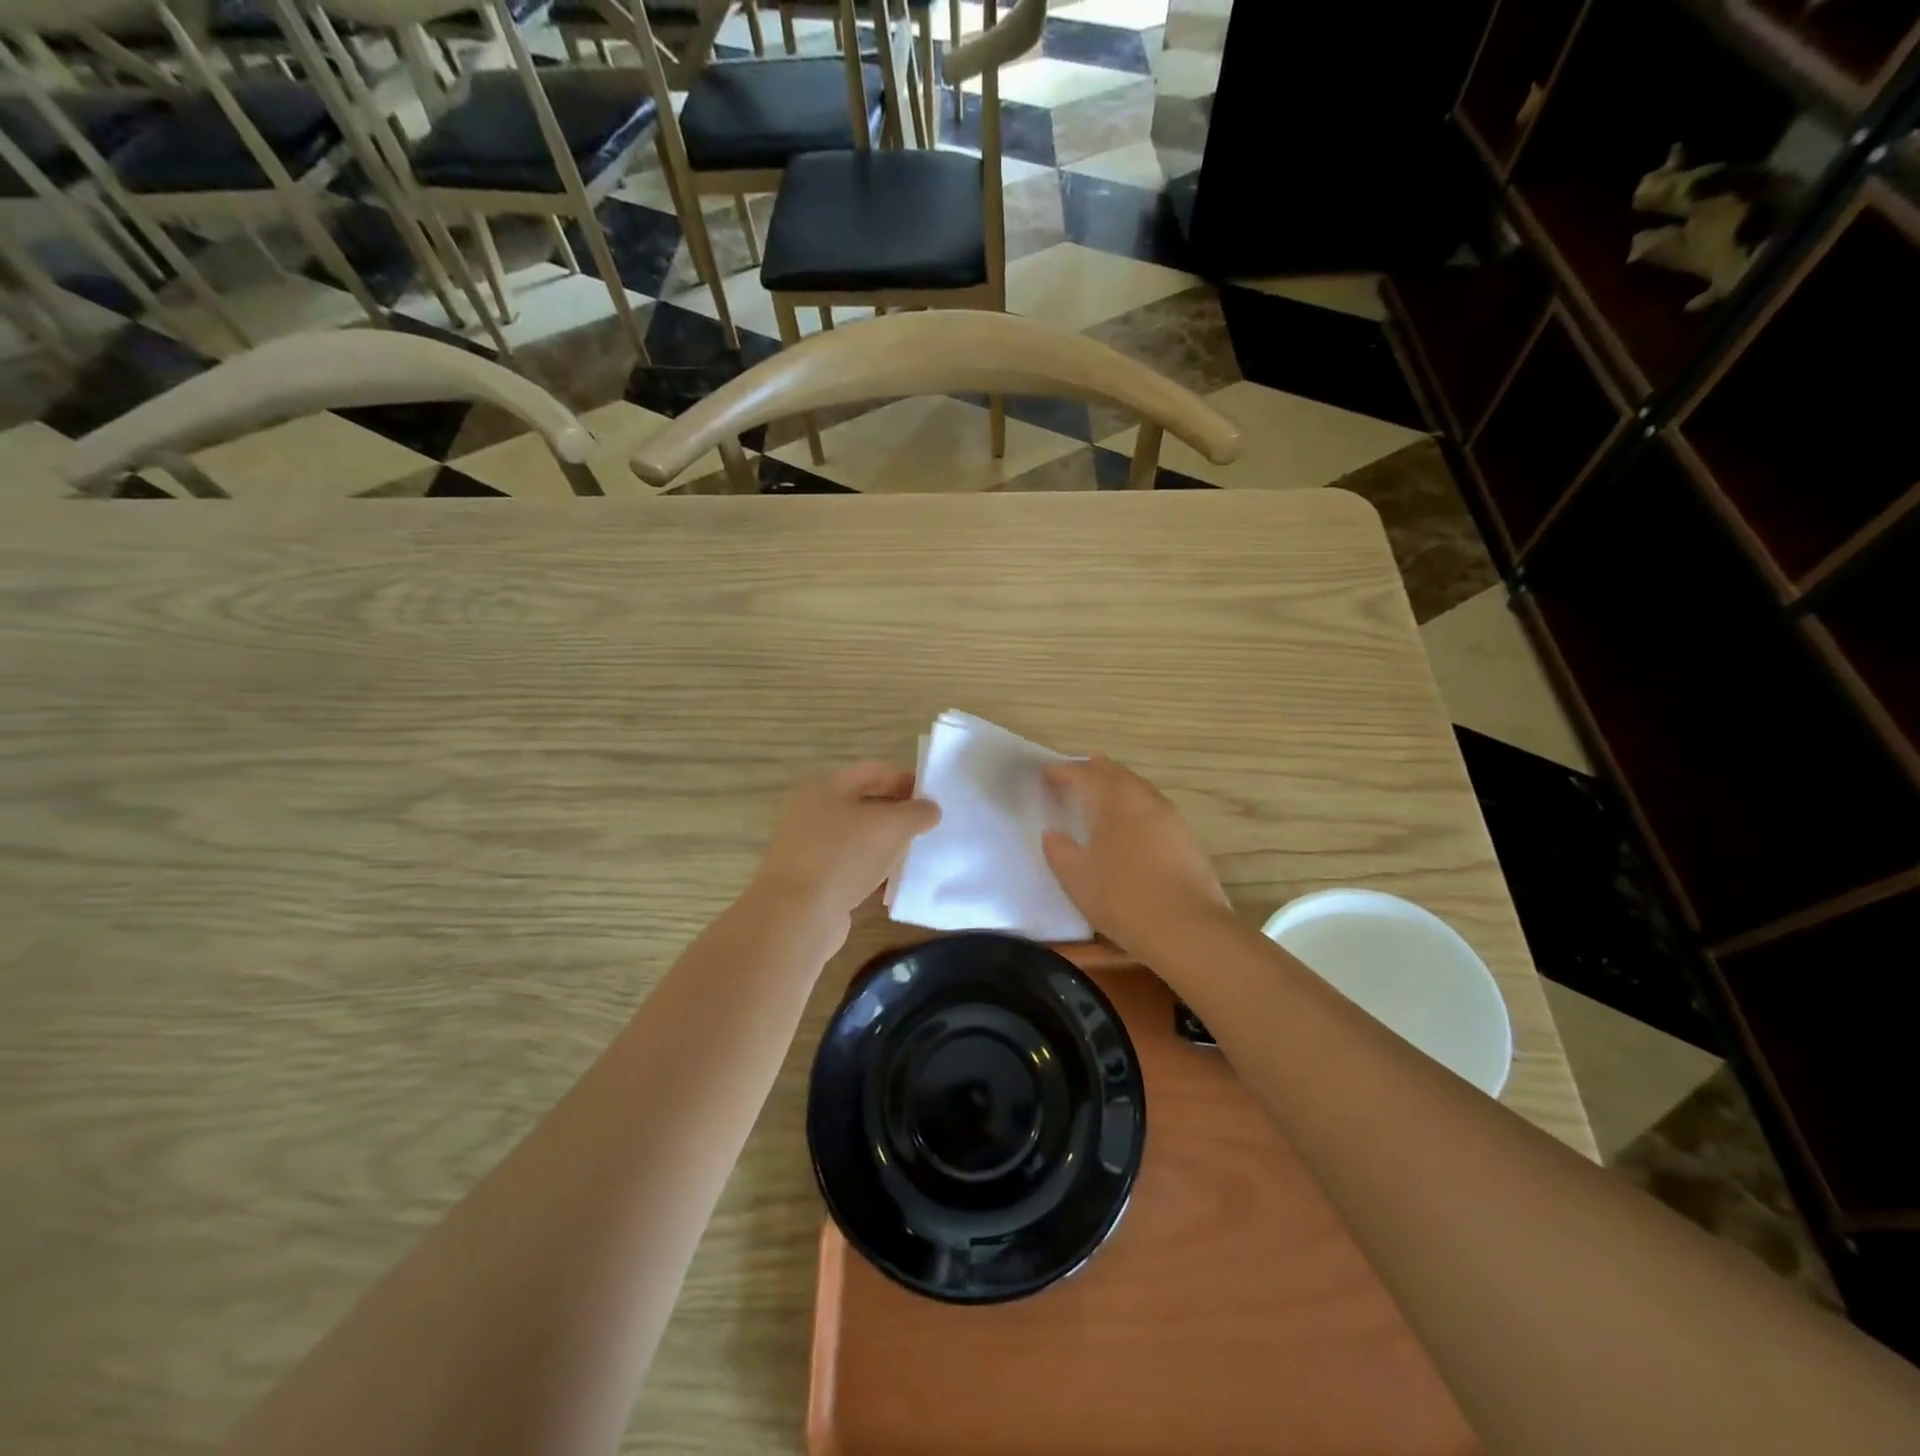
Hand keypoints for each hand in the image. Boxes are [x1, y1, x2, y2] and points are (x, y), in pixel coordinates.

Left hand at [748, 762, 939, 930]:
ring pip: (859, 839)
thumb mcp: (892, 825)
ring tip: (918, 855)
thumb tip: (930, 809)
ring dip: (887, 845)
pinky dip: (873, 874)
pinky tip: (896, 886)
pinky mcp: (814, 882)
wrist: (797, 915)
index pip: (873, 771)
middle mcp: (814, 812)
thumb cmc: (844, 855)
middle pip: (864, 804)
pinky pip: (851, 870)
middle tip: (929, 826)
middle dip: (898, 813)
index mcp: (827, 787)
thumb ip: (917, 812)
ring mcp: (811, 849)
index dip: (905, 778)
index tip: (934, 795)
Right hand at [1042, 756, 1231, 960]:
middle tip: (1076, 773)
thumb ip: (1059, 851)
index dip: (1062, 771)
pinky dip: (1135, 807)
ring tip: (1102, 794)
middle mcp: (1143, 798)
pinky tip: (1131, 825)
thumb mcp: (1076, 877)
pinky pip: (1153, 809)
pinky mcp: (1187, 837)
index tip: (1046, 773)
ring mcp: (1170, 816)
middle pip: (1116, 773)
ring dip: (1117, 786)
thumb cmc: (1122, 896)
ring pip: (1138, 788)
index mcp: (1113, 799)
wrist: (1186, 927)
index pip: (1083, 774)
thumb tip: (1053, 834)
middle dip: (1094, 770)